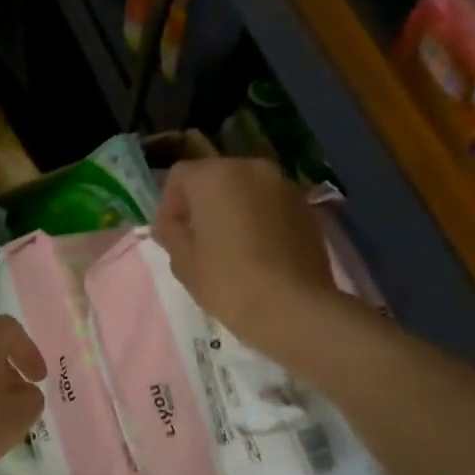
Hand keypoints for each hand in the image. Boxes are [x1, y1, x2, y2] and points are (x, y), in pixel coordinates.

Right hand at [153, 157, 340, 345]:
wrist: (292, 306)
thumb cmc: (227, 282)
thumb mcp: (183, 262)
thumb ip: (171, 234)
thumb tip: (171, 225)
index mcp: (214, 177)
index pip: (179, 176)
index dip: (169, 205)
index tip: (171, 236)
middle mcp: (251, 168)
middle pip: (215, 177)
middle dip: (202, 204)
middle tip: (198, 241)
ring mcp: (283, 185)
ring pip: (245, 189)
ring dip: (232, 210)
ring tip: (229, 247)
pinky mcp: (305, 206)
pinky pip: (269, 204)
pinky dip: (258, 218)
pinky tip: (257, 252)